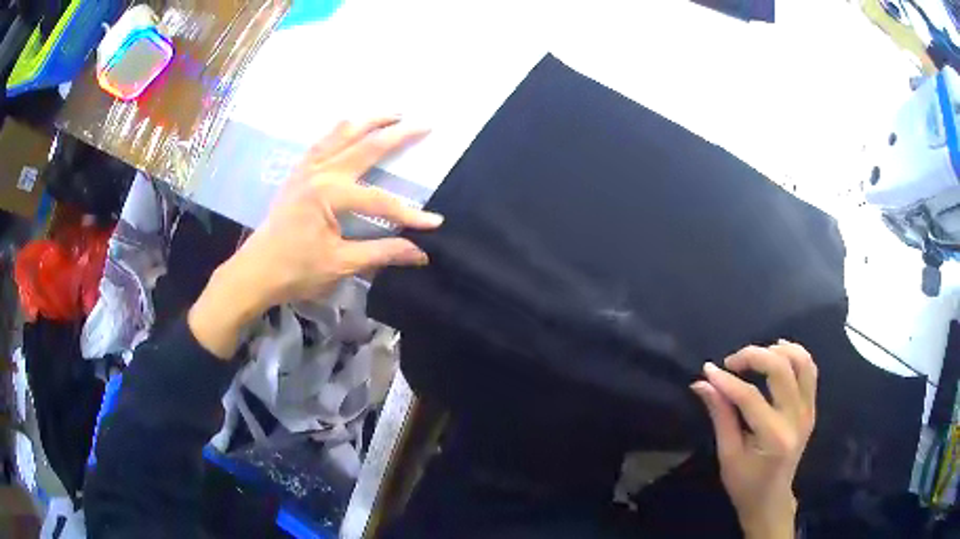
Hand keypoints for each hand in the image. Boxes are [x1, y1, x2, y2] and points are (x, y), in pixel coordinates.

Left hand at [189, 117, 442, 357]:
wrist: (256, 271)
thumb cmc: (295, 270)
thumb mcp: (340, 264)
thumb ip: (382, 253)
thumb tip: (421, 254)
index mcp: (329, 195)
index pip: (379, 199)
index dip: (408, 213)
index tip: (434, 222)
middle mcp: (320, 173)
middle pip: (365, 147)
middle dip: (397, 135)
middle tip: (424, 124)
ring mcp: (307, 169)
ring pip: (342, 134)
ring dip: (369, 122)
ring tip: (393, 113)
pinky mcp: (299, 172)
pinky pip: (322, 142)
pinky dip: (341, 131)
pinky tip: (351, 127)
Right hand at [691, 341, 816, 538]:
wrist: (771, 499)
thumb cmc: (745, 484)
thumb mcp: (727, 455)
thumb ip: (720, 416)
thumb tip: (702, 384)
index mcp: (774, 438)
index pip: (750, 397)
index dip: (727, 381)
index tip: (708, 370)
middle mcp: (796, 419)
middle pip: (781, 369)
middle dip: (754, 356)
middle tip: (732, 362)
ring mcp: (808, 411)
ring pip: (801, 362)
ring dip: (778, 350)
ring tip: (757, 355)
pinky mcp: (811, 407)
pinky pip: (809, 370)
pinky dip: (794, 356)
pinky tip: (777, 357)